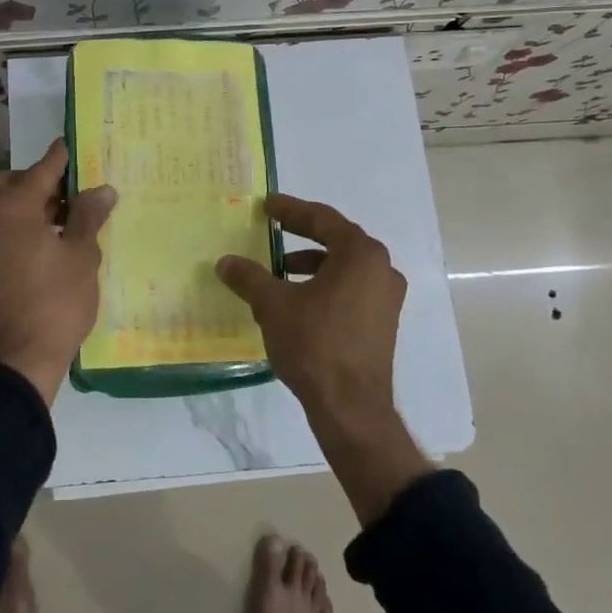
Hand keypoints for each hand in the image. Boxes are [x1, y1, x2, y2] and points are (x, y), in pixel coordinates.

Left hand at [0, 138, 116, 404]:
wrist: (21, 356)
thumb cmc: (57, 300)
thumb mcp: (81, 254)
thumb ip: (88, 215)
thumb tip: (102, 189)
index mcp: (13, 208)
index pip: (41, 169)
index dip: (61, 157)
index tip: (74, 143)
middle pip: (14, 183)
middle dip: (41, 181)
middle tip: (73, 191)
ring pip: (4, 205)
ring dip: (31, 202)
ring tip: (68, 217)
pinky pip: (1, 226)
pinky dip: (21, 222)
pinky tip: (50, 239)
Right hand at [217, 194, 431, 526]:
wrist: (351, 407)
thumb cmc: (314, 344)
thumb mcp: (273, 305)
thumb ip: (249, 277)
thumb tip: (225, 262)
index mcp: (361, 254)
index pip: (322, 219)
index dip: (291, 210)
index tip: (268, 205)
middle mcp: (381, 269)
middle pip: (336, 240)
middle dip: (302, 235)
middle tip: (273, 229)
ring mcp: (386, 298)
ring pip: (344, 267)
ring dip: (311, 264)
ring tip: (278, 272)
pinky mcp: (382, 323)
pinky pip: (350, 289)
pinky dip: (324, 286)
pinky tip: (297, 301)